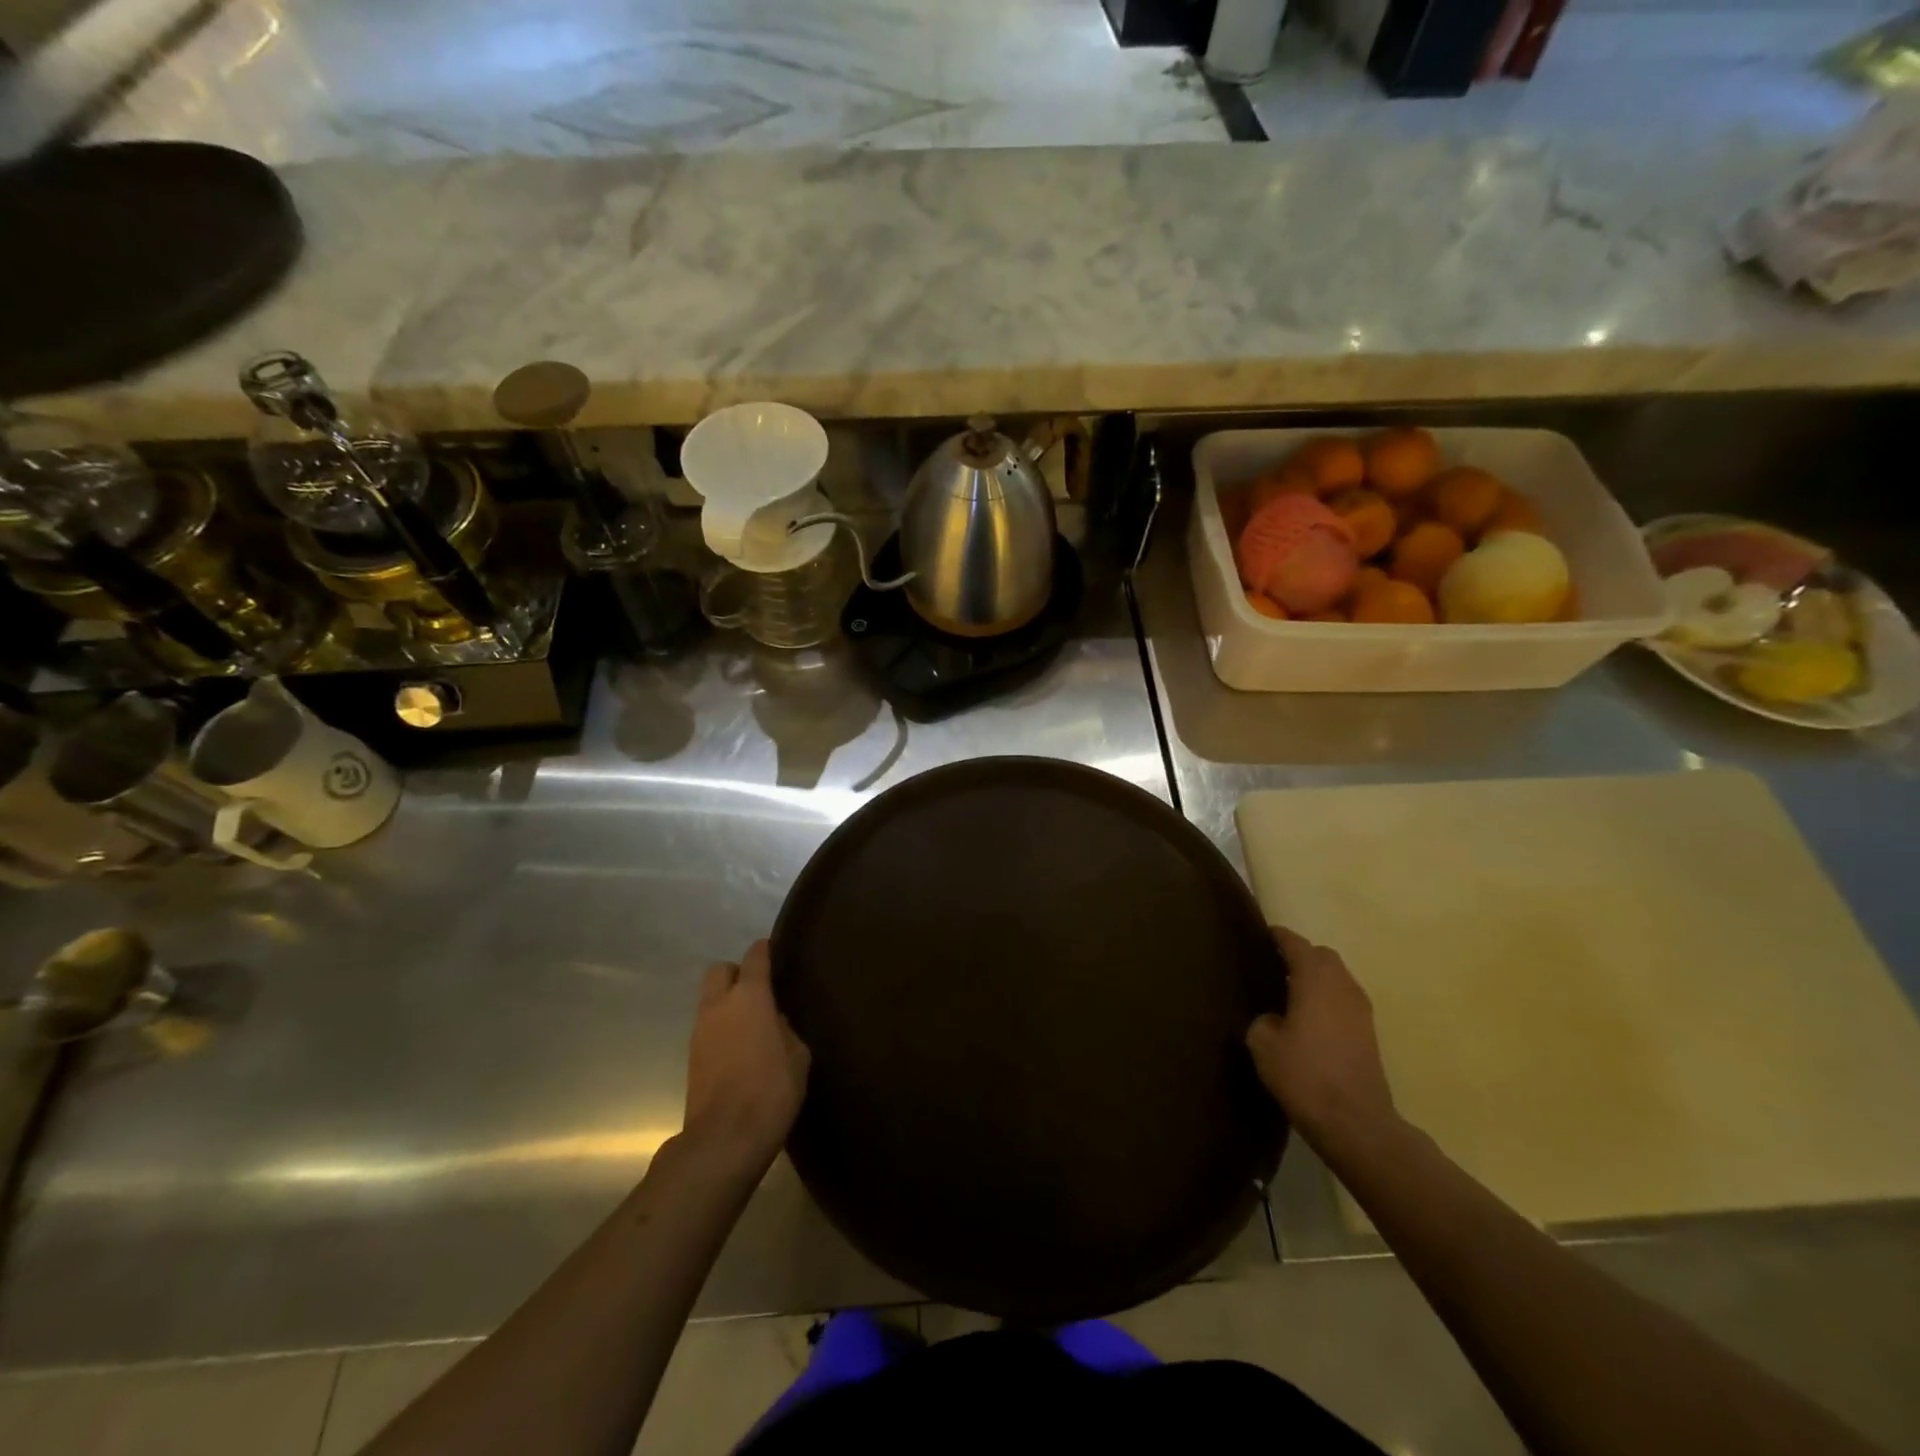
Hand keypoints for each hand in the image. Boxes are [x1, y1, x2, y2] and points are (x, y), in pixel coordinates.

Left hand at [683, 941, 810, 1171]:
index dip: (764, 950)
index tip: (774, 949)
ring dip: (727, 1002)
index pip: (754, 957)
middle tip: (758, 989)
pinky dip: (721, 1027)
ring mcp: (700, 1031)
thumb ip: (787, 1029)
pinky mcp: (691, 1057)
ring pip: (710, 999)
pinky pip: (707, 1026)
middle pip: (720, 970)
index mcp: (750, 997)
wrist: (724, 1139)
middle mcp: (720, 1005)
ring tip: (751, 1022)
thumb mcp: (798, 1056)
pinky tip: (739, 1047)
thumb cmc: (770, 1090)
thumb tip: (776, 1021)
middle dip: (737, 972)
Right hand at [1246, 927, 1399, 1151]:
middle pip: (1324, 957)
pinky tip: (1310, 1017)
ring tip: (1292, 991)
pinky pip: (1345, 1000)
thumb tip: (1274, 1018)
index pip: (1297, 945)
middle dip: (1302, 955)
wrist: (1355, 1123)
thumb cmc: (1304, 1075)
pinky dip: (1328, 998)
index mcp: (1315, 981)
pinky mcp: (1369, 1035)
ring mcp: (1361, 1011)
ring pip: (1338, 978)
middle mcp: (1342, 987)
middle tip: (1276, 964)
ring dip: (1318, 977)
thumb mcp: (1263, 1045)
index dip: (1280, 937)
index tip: (1264, 934)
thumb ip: (1263, 1020)